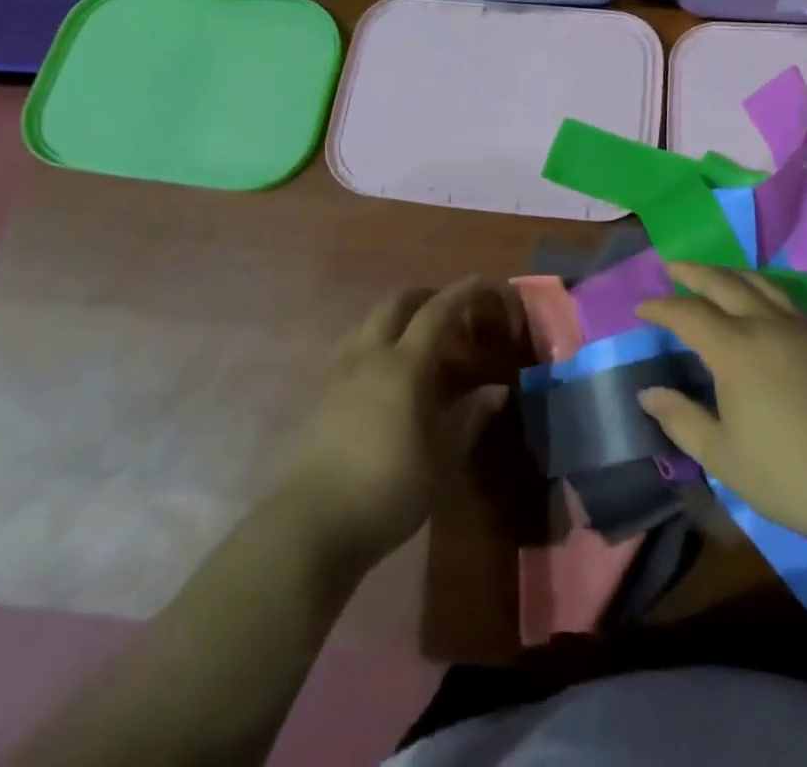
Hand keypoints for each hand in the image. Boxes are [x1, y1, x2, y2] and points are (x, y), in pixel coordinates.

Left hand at [276, 277, 519, 565]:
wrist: (310, 525)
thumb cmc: (386, 489)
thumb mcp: (439, 460)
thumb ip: (467, 419)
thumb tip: (496, 391)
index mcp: (402, 366)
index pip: (435, 314)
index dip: (460, 294)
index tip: (482, 281)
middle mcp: (368, 358)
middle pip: (393, 306)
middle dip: (421, 297)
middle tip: (444, 307)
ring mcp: (338, 375)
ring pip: (365, 324)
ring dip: (391, 317)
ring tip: (409, 335)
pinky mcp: (319, 398)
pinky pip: (349, 350)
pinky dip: (370, 343)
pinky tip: (377, 372)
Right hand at [637, 263, 806, 540]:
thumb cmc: (788, 474)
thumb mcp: (722, 455)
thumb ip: (681, 419)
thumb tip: (648, 394)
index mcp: (735, 349)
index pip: (688, 313)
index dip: (661, 307)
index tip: (642, 307)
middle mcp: (766, 325)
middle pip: (723, 283)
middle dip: (693, 272)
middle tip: (671, 265)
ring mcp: (800, 329)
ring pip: (758, 283)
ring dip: (728, 273)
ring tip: (712, 274)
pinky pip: (782, 298)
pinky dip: (758, 288)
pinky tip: (756, 302)